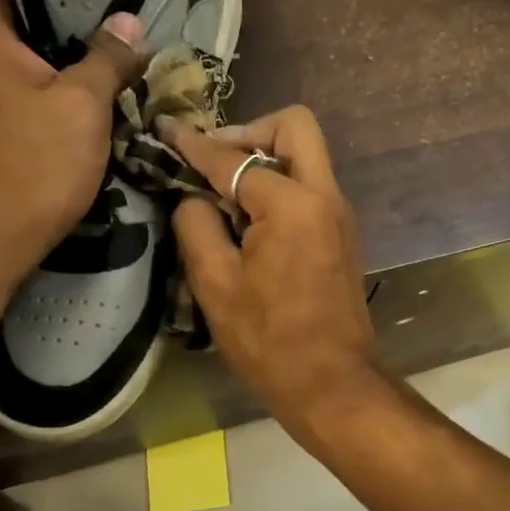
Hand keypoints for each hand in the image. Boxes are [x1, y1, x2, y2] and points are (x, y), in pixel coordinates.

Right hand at [163, 106, 378, 428]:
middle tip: (214, 161)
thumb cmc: (269, 340)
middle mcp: (325, 196)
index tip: (167, 130)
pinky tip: (250, 219)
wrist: (331, 383)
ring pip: (306, 155)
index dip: (194, 144)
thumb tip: (194, 197)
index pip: (234, 158)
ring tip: (225, 192)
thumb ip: (197, 225)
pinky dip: (281, 185)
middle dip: (249, 131)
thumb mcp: (215, 283)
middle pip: (295, 127)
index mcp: (292, 204)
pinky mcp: (342, 235)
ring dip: (266, 158)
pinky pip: (311, 186)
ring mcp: (340, 215)